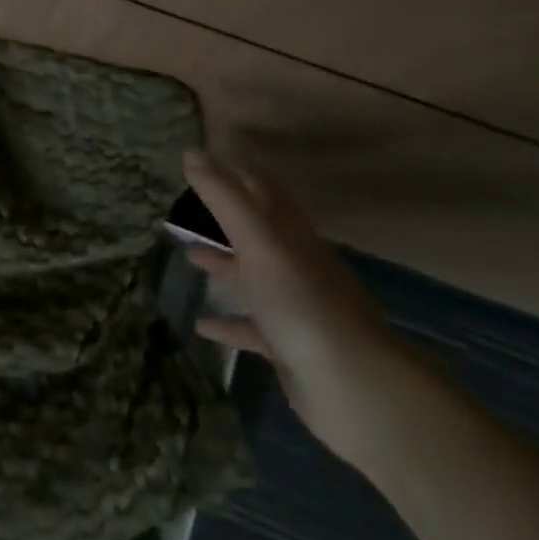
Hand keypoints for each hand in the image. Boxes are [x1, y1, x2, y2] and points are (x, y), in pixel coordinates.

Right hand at [182, 150, 415, 469]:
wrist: (352, 387)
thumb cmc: (300, 302)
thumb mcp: (258, 240)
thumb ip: (224, 197)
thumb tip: (191, 152)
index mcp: (289, 234)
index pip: (260, 190)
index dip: (232, 173)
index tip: (198, 163)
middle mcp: (293, 263)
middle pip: (255, 230)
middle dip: (223, 216)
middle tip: (185, 206)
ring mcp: (292, 305)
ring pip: (252, 276)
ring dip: (223, 265)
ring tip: (188, 256)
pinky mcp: (287, 345)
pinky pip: (251, 327)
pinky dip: (227, 322)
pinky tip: (201, 325)